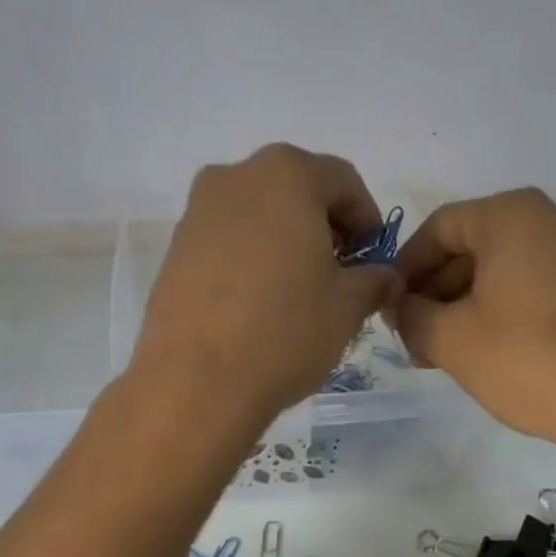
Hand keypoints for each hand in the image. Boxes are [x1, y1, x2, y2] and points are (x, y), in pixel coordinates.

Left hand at [130, 144, 399, 430]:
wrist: (194, 383)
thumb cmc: (284, 332)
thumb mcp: (347, 307)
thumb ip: (373, 280)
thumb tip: (382, 277)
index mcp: (285, 174)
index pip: (342, 181)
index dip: (367, 221)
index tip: (372, 260)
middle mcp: (234, 177)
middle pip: (295, 192)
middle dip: (323, 229)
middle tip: (337, 276)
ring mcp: (196, 213)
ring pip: (257, 217)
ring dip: (284, 244)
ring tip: (296, 294)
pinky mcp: (173, 251)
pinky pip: (225, 243)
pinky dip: (249, 261)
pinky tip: (257, 305)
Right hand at [389, 188, 555, 478]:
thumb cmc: (528, 361)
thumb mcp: (450, 340)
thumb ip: (409, 314)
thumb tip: (400, 305)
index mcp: (513, 215)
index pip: (437, 229)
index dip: (405, 269)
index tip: (391, 310)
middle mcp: (554, 217)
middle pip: (473, 246)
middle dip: (436, 290)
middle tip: (416, 338)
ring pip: (505, 267)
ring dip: (467, 303)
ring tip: (448, 351)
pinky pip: (537, 282)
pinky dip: (505, 308)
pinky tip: (492, 350)